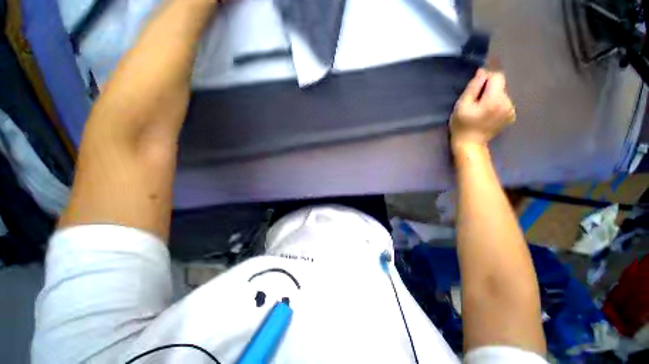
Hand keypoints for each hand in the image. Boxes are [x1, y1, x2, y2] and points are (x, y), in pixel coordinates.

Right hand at [450, 69, 515, 151]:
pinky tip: (488, 115)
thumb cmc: (462, 125)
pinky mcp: (511, 116)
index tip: (474, 90)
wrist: (470, 144)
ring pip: (502, 94)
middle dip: (488, 90)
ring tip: (481, 110)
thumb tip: (482, 72)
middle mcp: (508, 102)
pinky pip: (505, 103)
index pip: (497, 76)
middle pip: (500, 85)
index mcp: (495, 99)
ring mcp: (511, 110)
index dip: (485, 79)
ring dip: (492, 97)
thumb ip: (473, 87)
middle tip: (475, 103)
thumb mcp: (462, 105)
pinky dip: (497, 105)